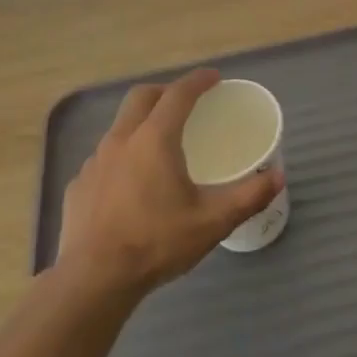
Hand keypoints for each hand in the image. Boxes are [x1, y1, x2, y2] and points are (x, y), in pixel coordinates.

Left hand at [57, 68, 282, 297]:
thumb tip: (278, 177)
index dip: (198, 81)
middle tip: (186, 103)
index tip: (214, 77)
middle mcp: (121, 140)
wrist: (94, 278)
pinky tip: (131, 184)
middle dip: (165, 91)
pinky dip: (122, 156)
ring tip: (160, 145)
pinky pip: (104, 158)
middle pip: (141, 97)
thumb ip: (248, 196)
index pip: (178, 94)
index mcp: (154, 140)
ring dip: (141, 123)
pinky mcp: (78, 185)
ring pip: (119, 127)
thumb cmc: (156, 242)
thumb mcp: (212, 222)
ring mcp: (94, 162)